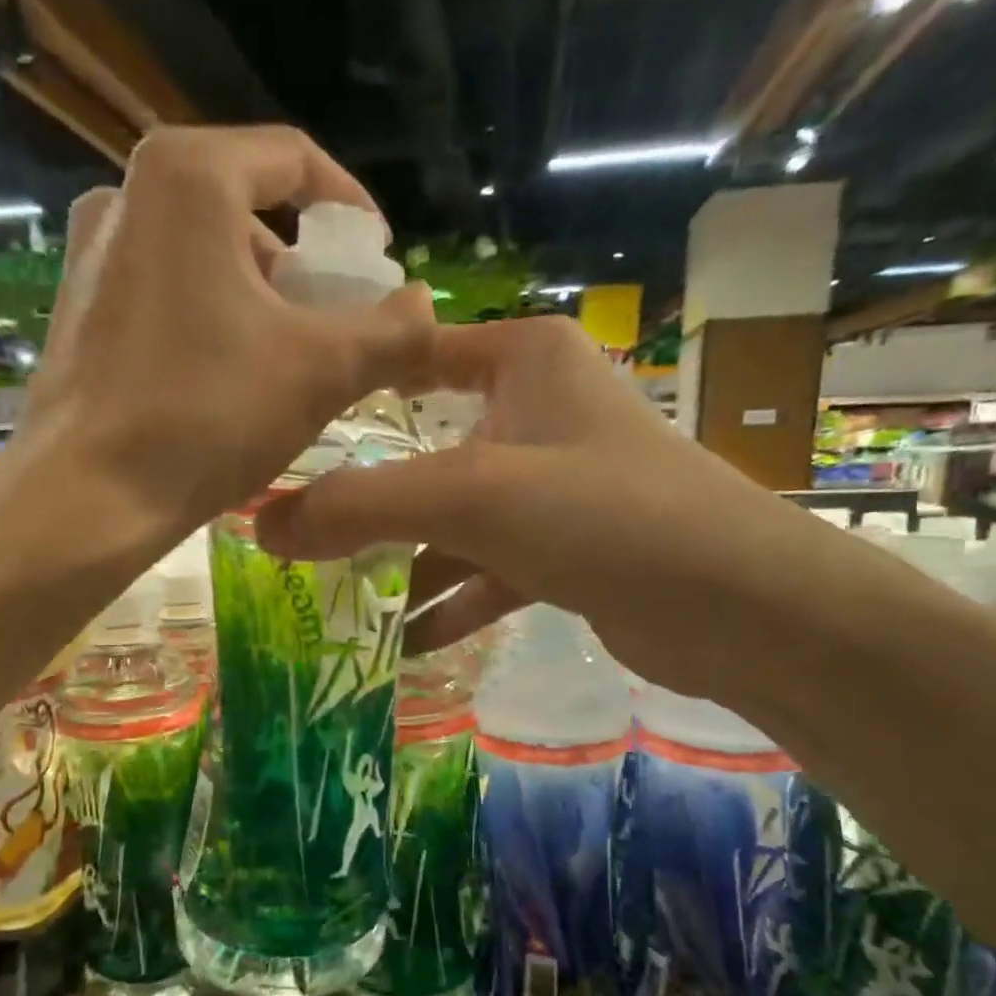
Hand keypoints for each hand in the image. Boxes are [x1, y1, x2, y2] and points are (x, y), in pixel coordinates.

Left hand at [18, 125, 437, 546]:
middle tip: (340, 321)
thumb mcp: (322, 371)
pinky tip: (234, 377)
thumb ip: (393, 331)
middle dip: (305, 264)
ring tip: (293, 358)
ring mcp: (94, 252)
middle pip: (248, 207)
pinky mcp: (80, 306)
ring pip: (207, 253)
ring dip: (262, 296)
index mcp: (188, 179)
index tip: (380, 263)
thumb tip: (426, 306)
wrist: (89, 498)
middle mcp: (127, 194)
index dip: (352, 209)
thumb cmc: (208, 417)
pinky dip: (215, 317)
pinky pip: (169, 290)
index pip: (294, 160)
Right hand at [255, 315, 803, 695]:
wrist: (735, 603)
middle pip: (429, 448)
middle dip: (369, 498)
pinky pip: (491, 569)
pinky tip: (405, 641)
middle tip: (298, 533)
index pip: (416, 354)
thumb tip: (259, 522)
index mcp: (524, 362)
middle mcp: (539, 412)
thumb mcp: (468, 498)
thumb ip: (360, 507)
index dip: (352, 385)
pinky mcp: (570, 550)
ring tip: (338, 599)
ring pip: (458, 518)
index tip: (289, 425)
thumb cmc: (602, 513)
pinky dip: (452, 601)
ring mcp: (556, 486)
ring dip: (405, 563)